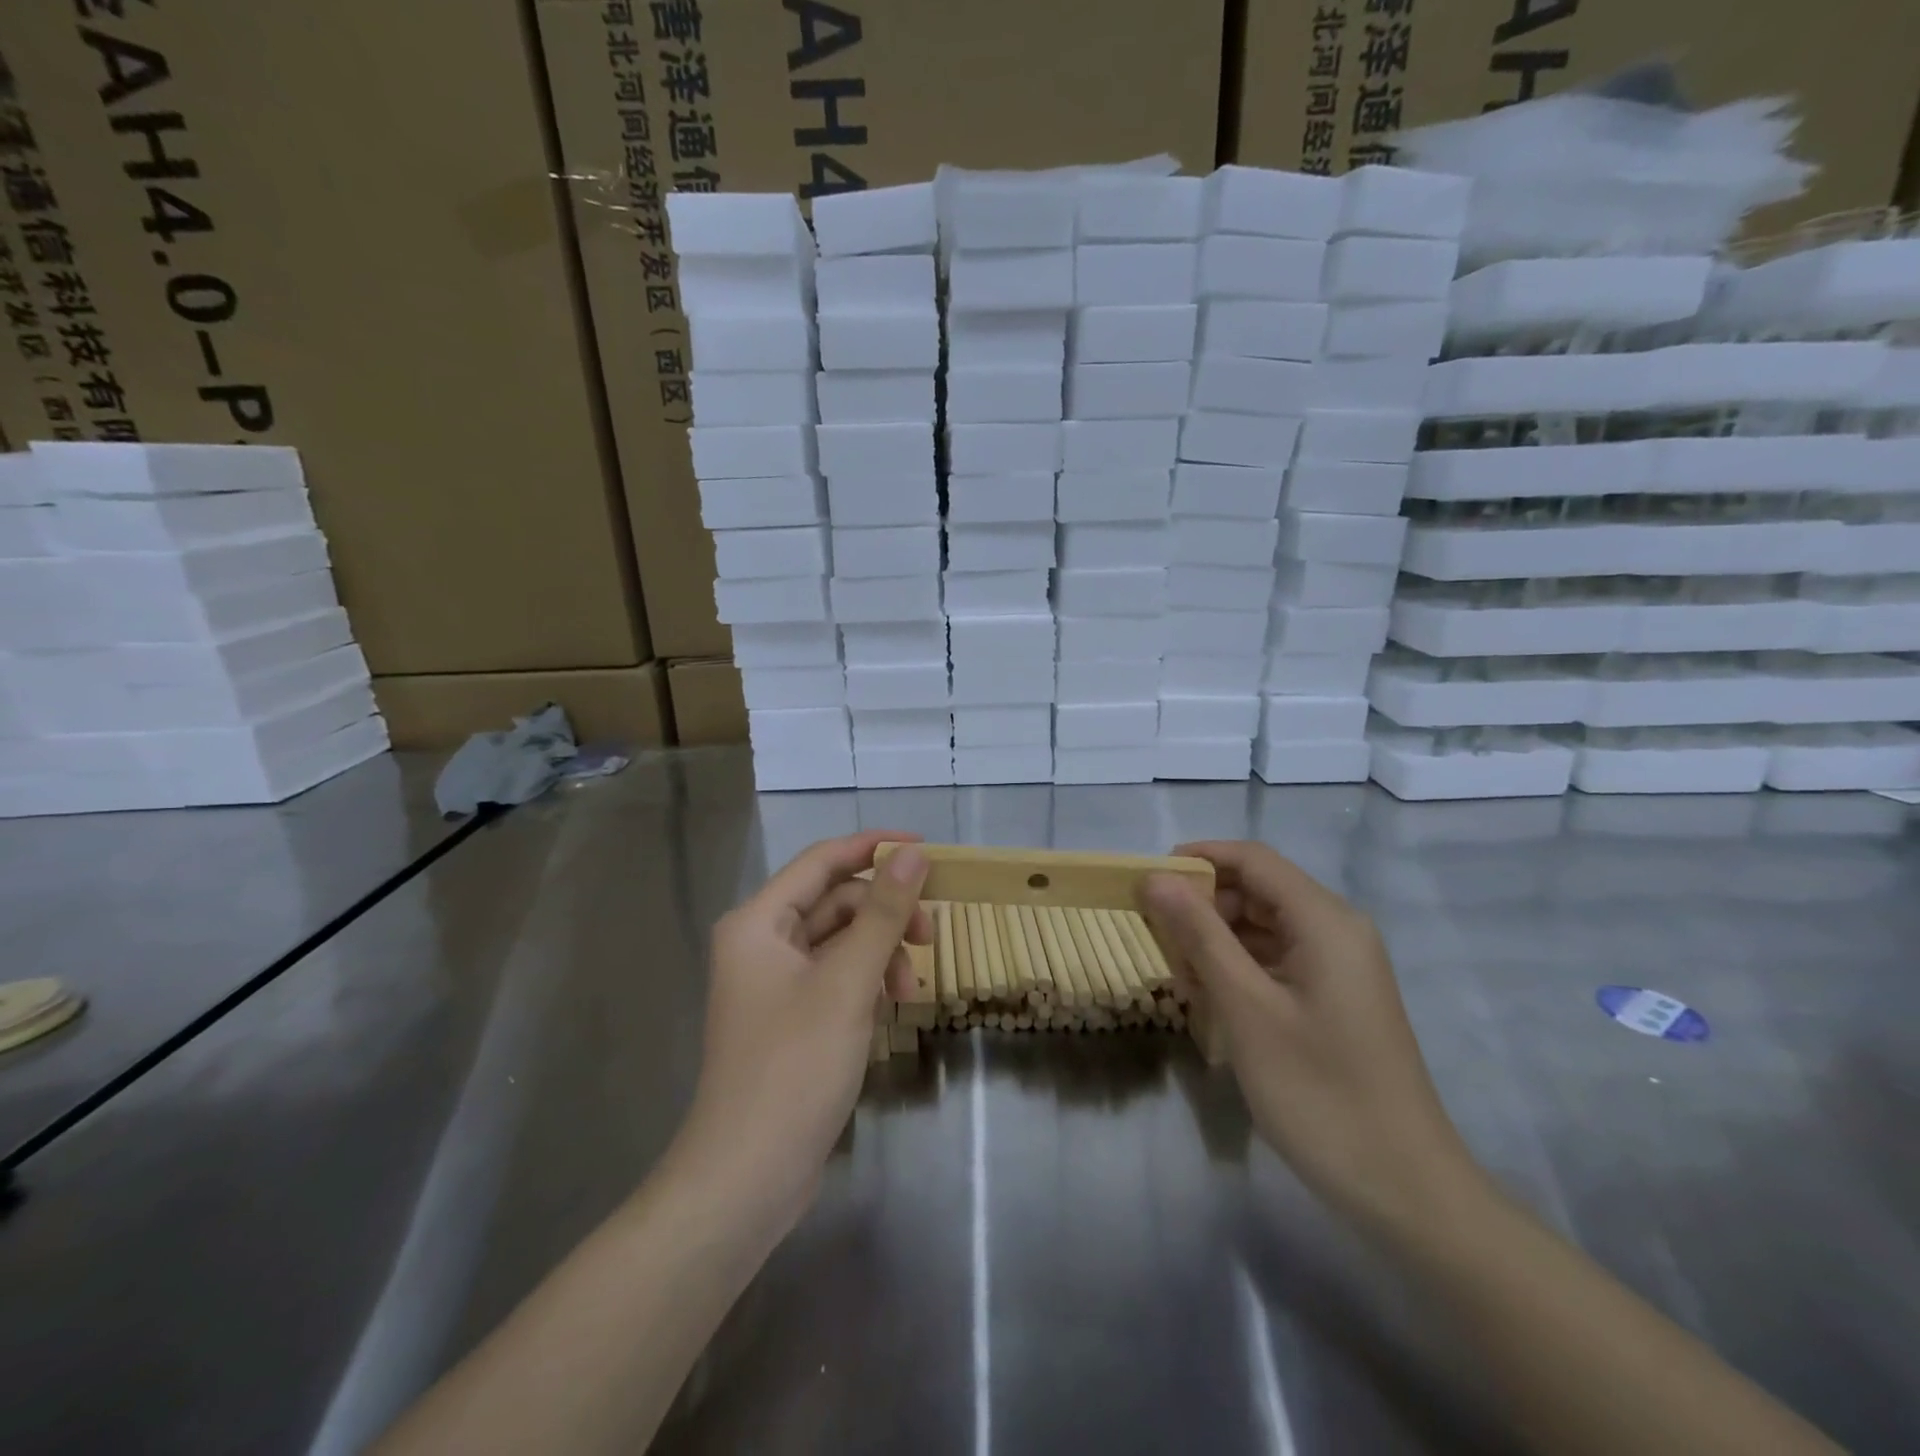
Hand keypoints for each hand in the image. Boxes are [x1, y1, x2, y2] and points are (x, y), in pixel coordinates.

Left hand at [668, 832, 931, 1238]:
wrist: (748, 1176)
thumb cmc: (794, 1067)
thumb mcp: (848, 983)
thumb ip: (883, 913)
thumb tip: (912, 854)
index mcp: (759, 922)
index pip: (822, 860)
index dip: (874, 847)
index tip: (927, 849)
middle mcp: (761, 943)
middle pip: (835, 902)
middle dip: (885, 914)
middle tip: (931, 936)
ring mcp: (774, 983)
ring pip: (840, 942)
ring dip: (881, 953)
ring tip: (911, 991)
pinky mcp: (790, 1018)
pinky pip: (836, 977)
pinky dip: (867, 982)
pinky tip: (889, 1009)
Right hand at [1143, 841, 1480, 1233]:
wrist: (1405, 1189)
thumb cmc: (1320, 1092)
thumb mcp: (1247, 1008)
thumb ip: (1200, 935)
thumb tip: (1157, 878)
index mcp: (1325, 920)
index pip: (1252, 859)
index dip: (1198, 858)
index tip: (1146, 880)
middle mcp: (1337, 930)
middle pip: (1257, 890)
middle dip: (1203, 905)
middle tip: (1155, 937)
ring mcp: (1338, 965)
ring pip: (1263, 925)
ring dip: (1216, 940)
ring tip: (1177, 975)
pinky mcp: (1334, 996)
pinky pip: (1276, 958)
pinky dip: (1238, 968)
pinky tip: (1209, 998)